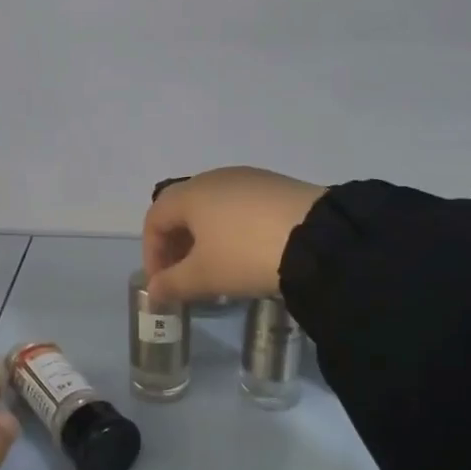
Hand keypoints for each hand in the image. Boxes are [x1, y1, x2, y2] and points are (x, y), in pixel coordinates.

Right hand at [143, 168, 327, 304]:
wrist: (319, 239)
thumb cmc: (245, 255)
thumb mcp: (203, 277)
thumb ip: (171, 284)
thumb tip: (153, 291)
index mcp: (190, 194)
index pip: (154, 218)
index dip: (151, 252)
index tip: (162, 283)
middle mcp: (215, 178)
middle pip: (182, 209)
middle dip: (176, 244)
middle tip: (184, 277)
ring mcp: (249, 178)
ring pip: (213, 207)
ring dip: (205, 237)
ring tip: (217, 267)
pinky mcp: (278, 186)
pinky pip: (241, 207)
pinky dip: (232, 229)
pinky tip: (248, 253)